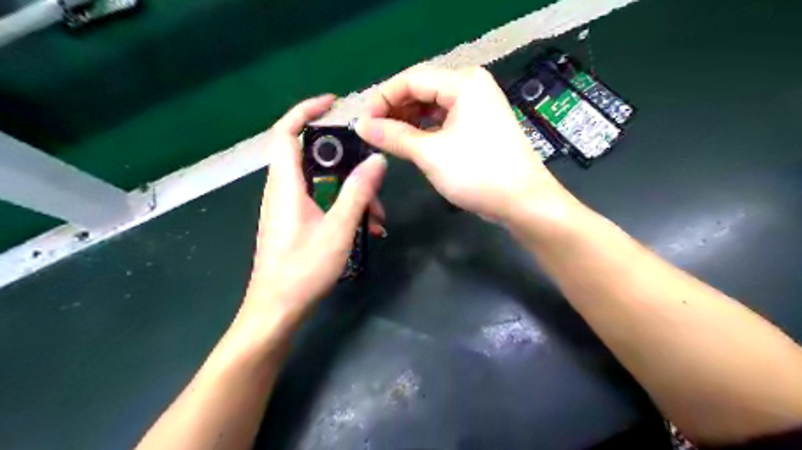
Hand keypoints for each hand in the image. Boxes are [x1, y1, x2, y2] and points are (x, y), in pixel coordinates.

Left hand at [240, 95, 386, 326]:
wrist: (277, 310)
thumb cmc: (303, 270)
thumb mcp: (338, 229)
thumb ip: (358, 192)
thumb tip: (377, 160)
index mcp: (286, 185)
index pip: (286, 132)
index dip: (306, 110)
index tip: (334, 103)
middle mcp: (284, 190)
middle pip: (315, 158)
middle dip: (348, 164)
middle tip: (374, 176)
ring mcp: (290, 208)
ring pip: (324, 184)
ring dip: (353, 193)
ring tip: (378, 217)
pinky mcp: (297, 223)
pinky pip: (324, 203)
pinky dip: (345, 208)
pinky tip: (368, 229)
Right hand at [355, 64, 569, 220]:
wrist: (522, 202)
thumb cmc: (478, 173)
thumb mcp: (430, 153)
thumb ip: (393, 136)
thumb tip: (361, 125)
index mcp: (463, 83)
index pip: (411, 79)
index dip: (382, 98)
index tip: (362, 123)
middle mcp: (471, 87)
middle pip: (422, 90)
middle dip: (395, 110)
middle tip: (372, 134)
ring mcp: (476, 107)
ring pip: (431, 107)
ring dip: (408, 121)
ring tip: (387, 139)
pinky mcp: (478, 126)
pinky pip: (443, 121)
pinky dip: (424, 130)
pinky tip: (409, 143)